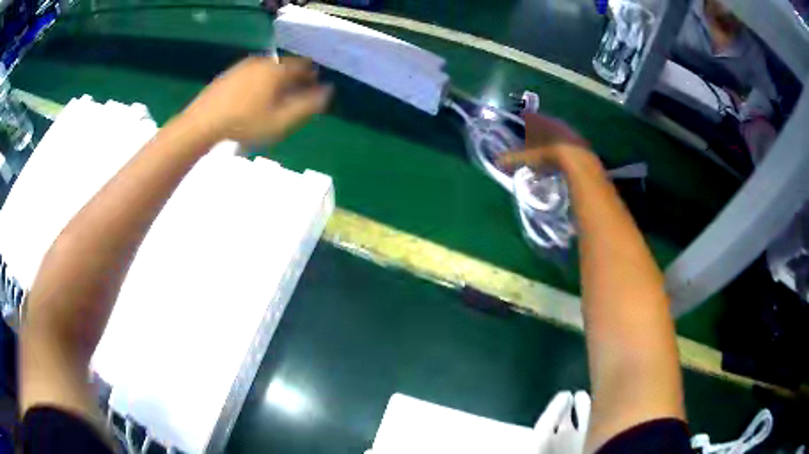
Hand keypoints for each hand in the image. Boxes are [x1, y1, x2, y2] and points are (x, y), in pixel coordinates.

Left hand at [181, 56, 331, 145]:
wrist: (202, 124)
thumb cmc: (245, 124)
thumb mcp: (281, 120)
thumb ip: (307, 105)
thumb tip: (328, 91)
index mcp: (277, 70)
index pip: (304, 66)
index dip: (312, 76)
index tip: (314, 88)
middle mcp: (262, 62)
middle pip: (286, 66)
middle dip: (294, 78)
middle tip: (295, 95)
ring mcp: (243, 66)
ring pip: (268, 69)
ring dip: (276, 80)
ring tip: (274, 98)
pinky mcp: (229, 74)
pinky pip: (252, 74)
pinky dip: (259, 82)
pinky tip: (252, 98)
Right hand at [497, 112, 591, 170]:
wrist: (576, 158)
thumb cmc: (546, 154)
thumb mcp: (526, 158)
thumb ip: (511, 158)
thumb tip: (497, 160)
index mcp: (536, 120)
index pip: (524, 116)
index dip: (519, 124)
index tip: (517, 133)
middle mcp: (549, 119)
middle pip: (539, 123)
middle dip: (534, 133)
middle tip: (530, 146)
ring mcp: (564, 127)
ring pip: (553, 131)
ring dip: (549, 140)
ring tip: (545, 155)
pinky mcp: (576, 137)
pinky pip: (564, 140)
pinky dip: (560, 147)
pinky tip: (559, 159)